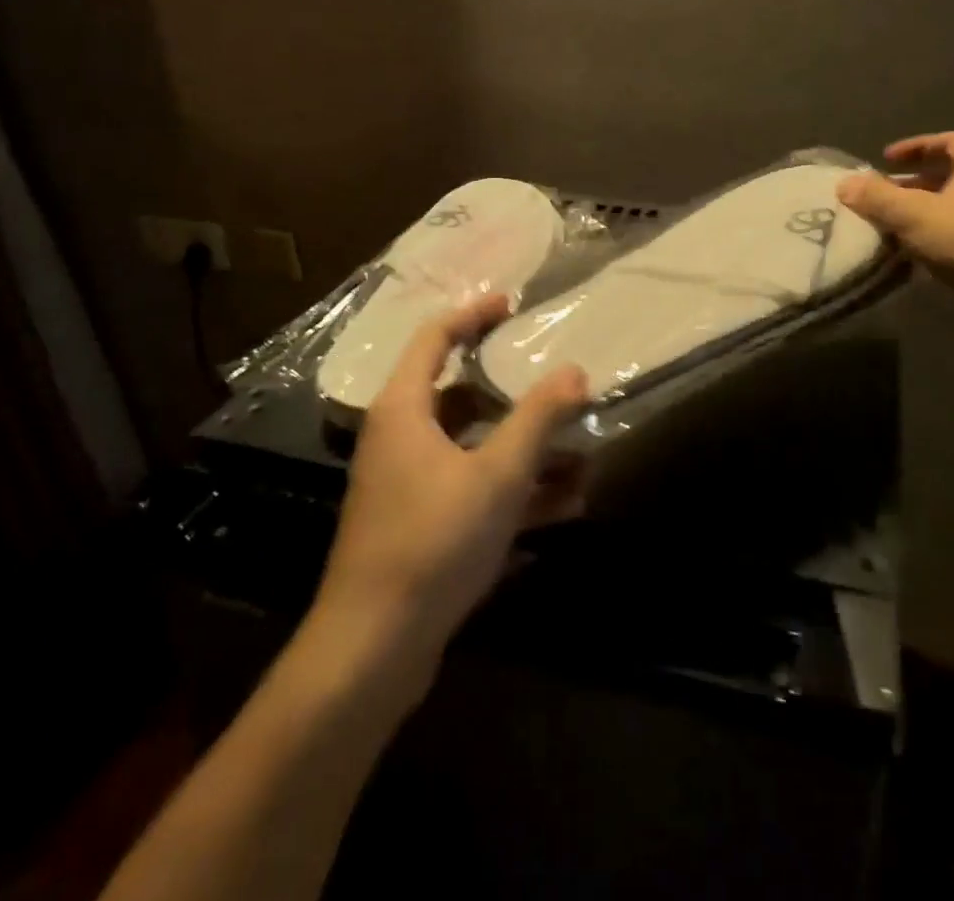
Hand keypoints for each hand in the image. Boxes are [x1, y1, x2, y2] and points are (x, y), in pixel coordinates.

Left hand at [307, 294, 588, 675]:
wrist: (373, 649)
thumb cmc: (432, 541)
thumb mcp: (498, 474)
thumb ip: (538, 418)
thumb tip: (575, 372)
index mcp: (403, 410)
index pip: (435, 338)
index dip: (473, 314)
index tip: (512, 305)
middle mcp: (401, 438)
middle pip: (460, 394)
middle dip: (514, 392)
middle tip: (557, 382)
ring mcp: (409, 484)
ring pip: (474, 447)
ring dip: (524, 448)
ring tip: (580, 451)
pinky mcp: (422, 524)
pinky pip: (474, 488)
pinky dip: (514, 488)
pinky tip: (567, 503)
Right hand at [838, 131, 953, 316]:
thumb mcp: (913, 214)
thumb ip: (877, 197)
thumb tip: (844, 183)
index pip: (949, 140)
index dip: (916, 146)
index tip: (885, 159)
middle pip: (949, 174)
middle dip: (912, 182)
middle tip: (881, 193)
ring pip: (951, 205)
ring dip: (919, 210)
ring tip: (888, 223)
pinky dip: (931, 235)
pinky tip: (909, 252)